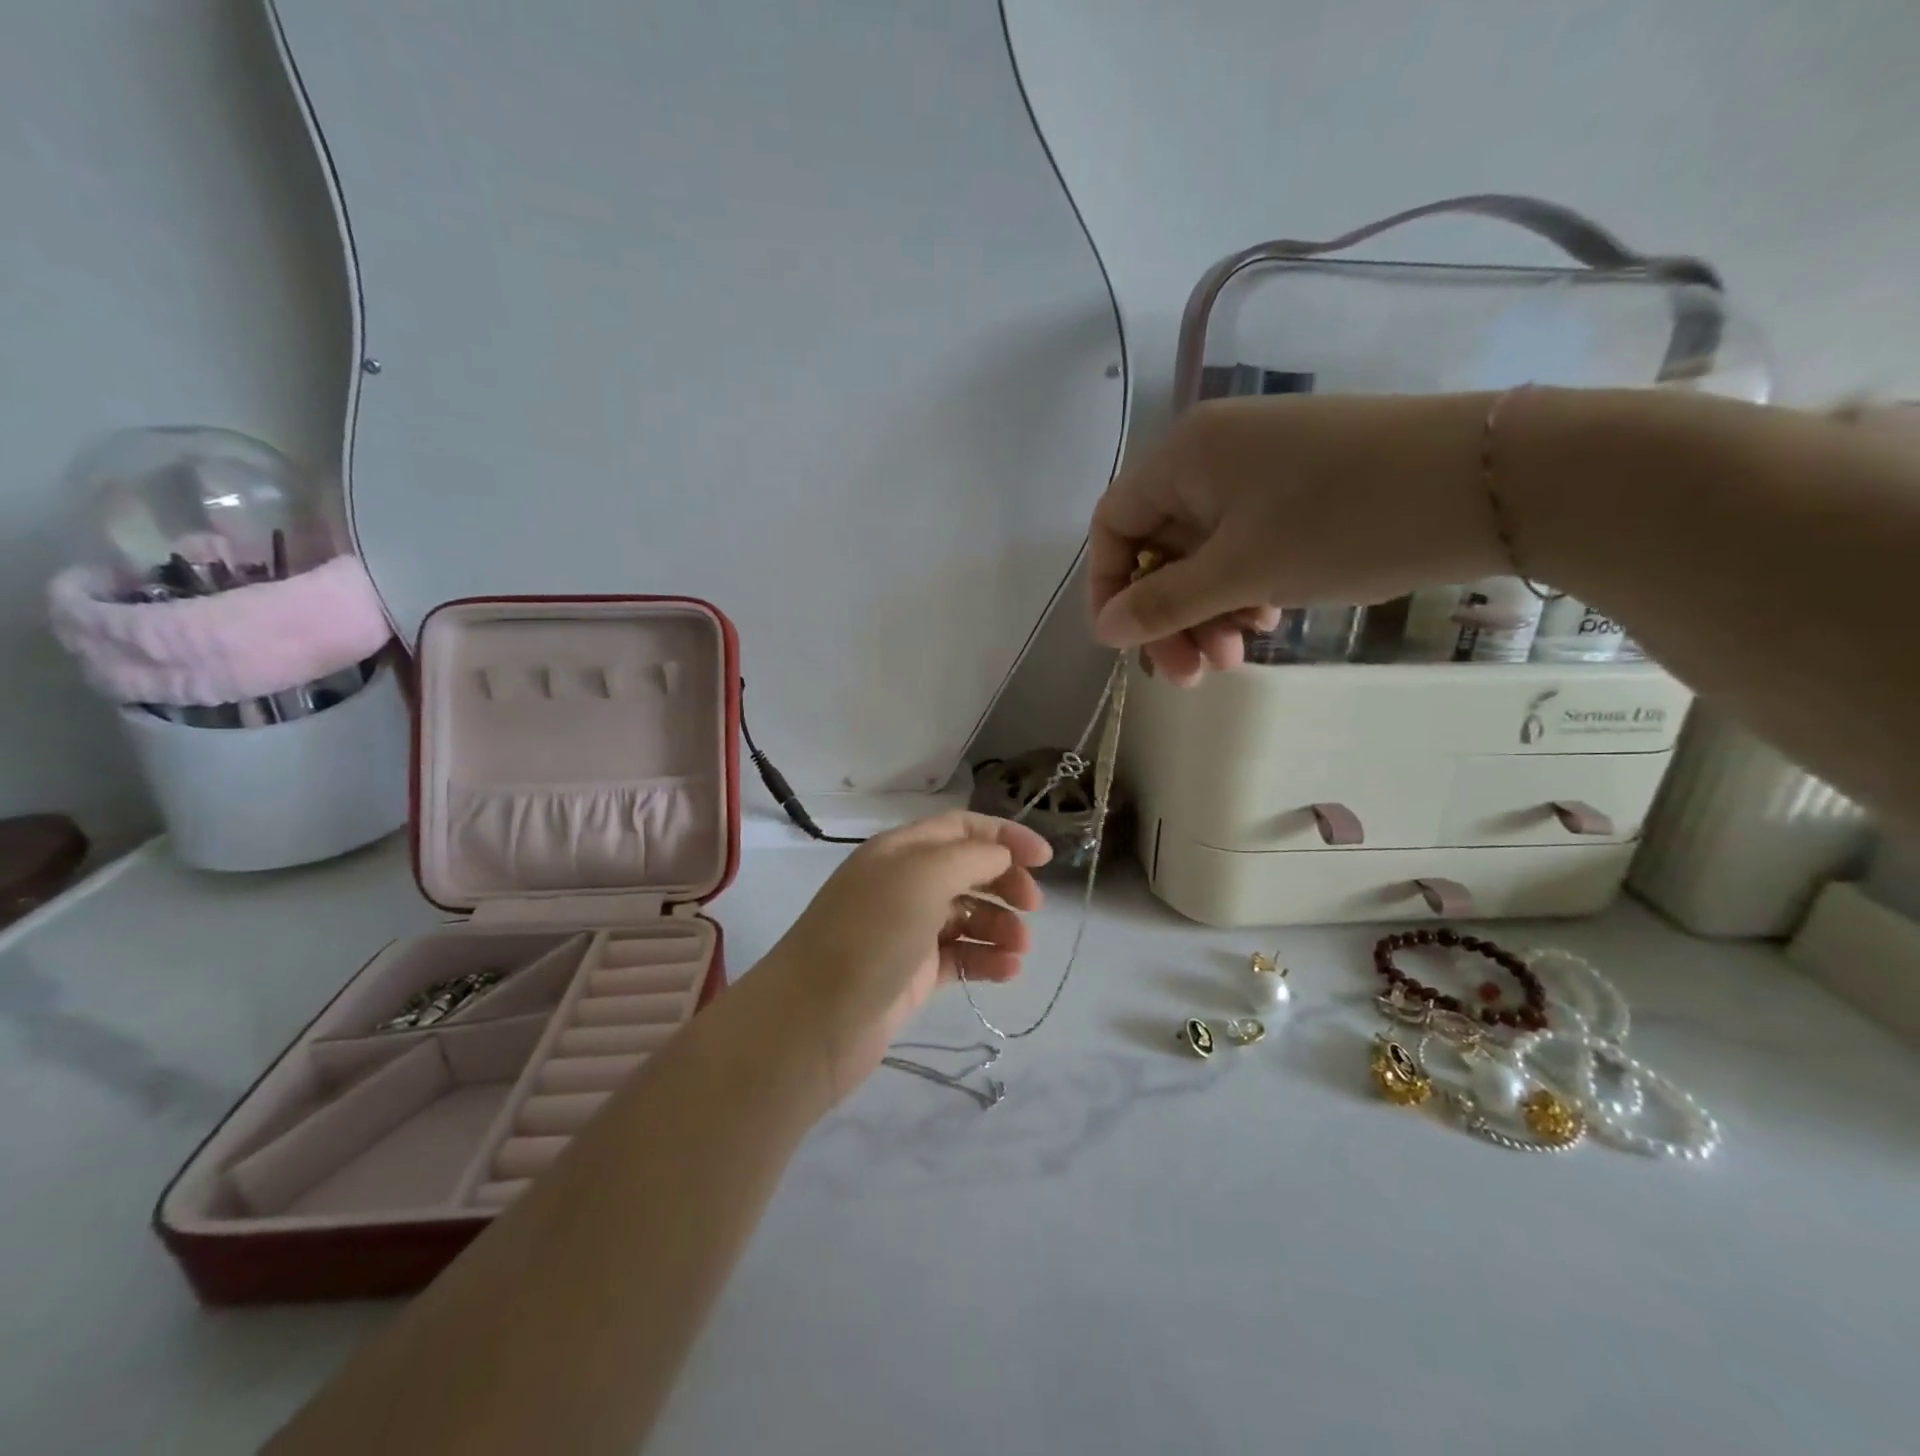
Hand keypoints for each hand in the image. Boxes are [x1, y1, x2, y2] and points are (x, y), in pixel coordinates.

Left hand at [761, 812, 1052, 1101]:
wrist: (813, 1021)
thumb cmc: (870, 934)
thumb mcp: (922, 877)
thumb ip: (970, 858)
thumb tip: (1000, 857)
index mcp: (901, 851)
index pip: (961, 828)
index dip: (1005, 837)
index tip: (1046, 859)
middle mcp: (903, 884)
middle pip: (968, 871)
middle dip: (1005, 883)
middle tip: (1034, 908)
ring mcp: (907, 931)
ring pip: (967, 917)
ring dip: (1000, 926)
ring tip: (1020, 949)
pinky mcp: (912, 974)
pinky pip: (960, 957)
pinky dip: (986, 960)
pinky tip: (1008, 972)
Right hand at [1088, 393, 1503, 683]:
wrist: (1493, 481)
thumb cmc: (1345, 522)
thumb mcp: (1241, 572)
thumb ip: (1163, 603)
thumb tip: (1105, 631)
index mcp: (1186, 455)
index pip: (1113, 525)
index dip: (1109, 588)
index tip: (1126, 646)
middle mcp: (1214, 455)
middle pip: (1159, 546)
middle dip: (1168, 615)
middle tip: (1191, 675)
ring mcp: (1262, 469)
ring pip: (1205, 554)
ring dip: (1208, 612)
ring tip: (1237, 657)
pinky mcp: (1302, 488)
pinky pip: (1247, 546)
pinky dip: (1245, 589)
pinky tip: (1271, 620)